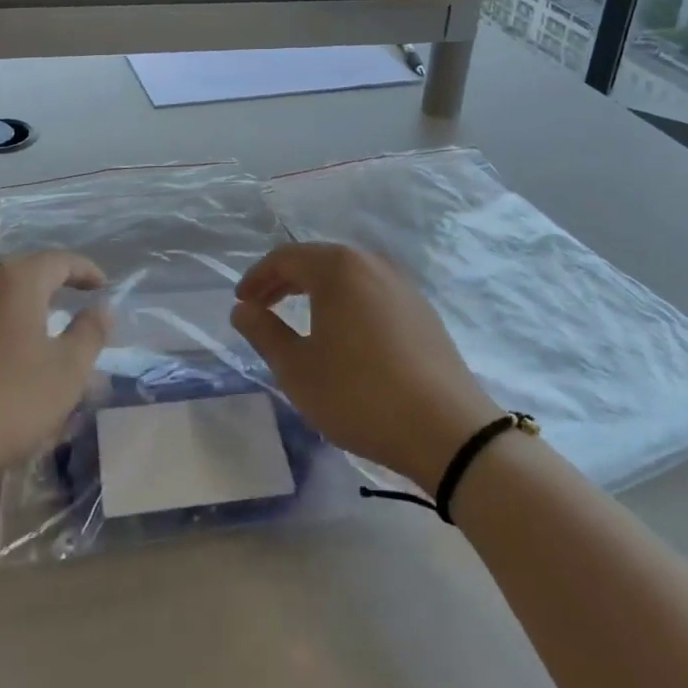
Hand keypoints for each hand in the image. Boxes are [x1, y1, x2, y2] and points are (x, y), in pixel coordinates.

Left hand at [0, 252, 111, 488]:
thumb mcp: (64, 375)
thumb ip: (89, 335)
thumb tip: (101, 308)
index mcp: (16, 282)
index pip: (60, 261)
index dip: (86, 271)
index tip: (102, 287)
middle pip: (22, 276)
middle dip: (49, 292)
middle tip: (67, 316)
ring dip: (14, 316)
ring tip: (28, 347)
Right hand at [231, 242, 497, 491]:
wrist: (447, 430)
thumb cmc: (359, 394)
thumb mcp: (298, 369)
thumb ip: (264, 332)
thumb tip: (242, 309)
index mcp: (339, 268)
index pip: (286, 258)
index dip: (258, 277)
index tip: (241, 302)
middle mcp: (372, 263)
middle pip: (318, 261)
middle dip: (285, 281)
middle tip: (261, 308)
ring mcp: (403, 285)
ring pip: (347, 276)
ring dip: (316, 292)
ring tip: (298, 320)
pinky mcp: (422, 310)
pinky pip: (371, 293)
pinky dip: (346, 303)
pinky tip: (342, 335)